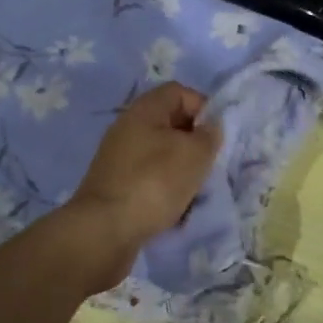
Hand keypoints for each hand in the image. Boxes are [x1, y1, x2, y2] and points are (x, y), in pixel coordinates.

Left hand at [62, 83, 222, 286]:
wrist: (105, 230)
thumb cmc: (155, 182)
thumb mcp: (195, 154)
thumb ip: (209, 135)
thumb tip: (210, 127)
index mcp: (144, 110)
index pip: (179, 92)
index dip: (203, 107)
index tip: (217, 135)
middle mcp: (127, 128)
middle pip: (170, 123)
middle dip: (194, 141)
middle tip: (209, 163)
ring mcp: (118, 158)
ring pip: (161, 153)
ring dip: (182, 167)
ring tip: (195, 188)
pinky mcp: (116, 185)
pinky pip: (149, 177)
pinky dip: (165, 187)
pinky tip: (175, 205)